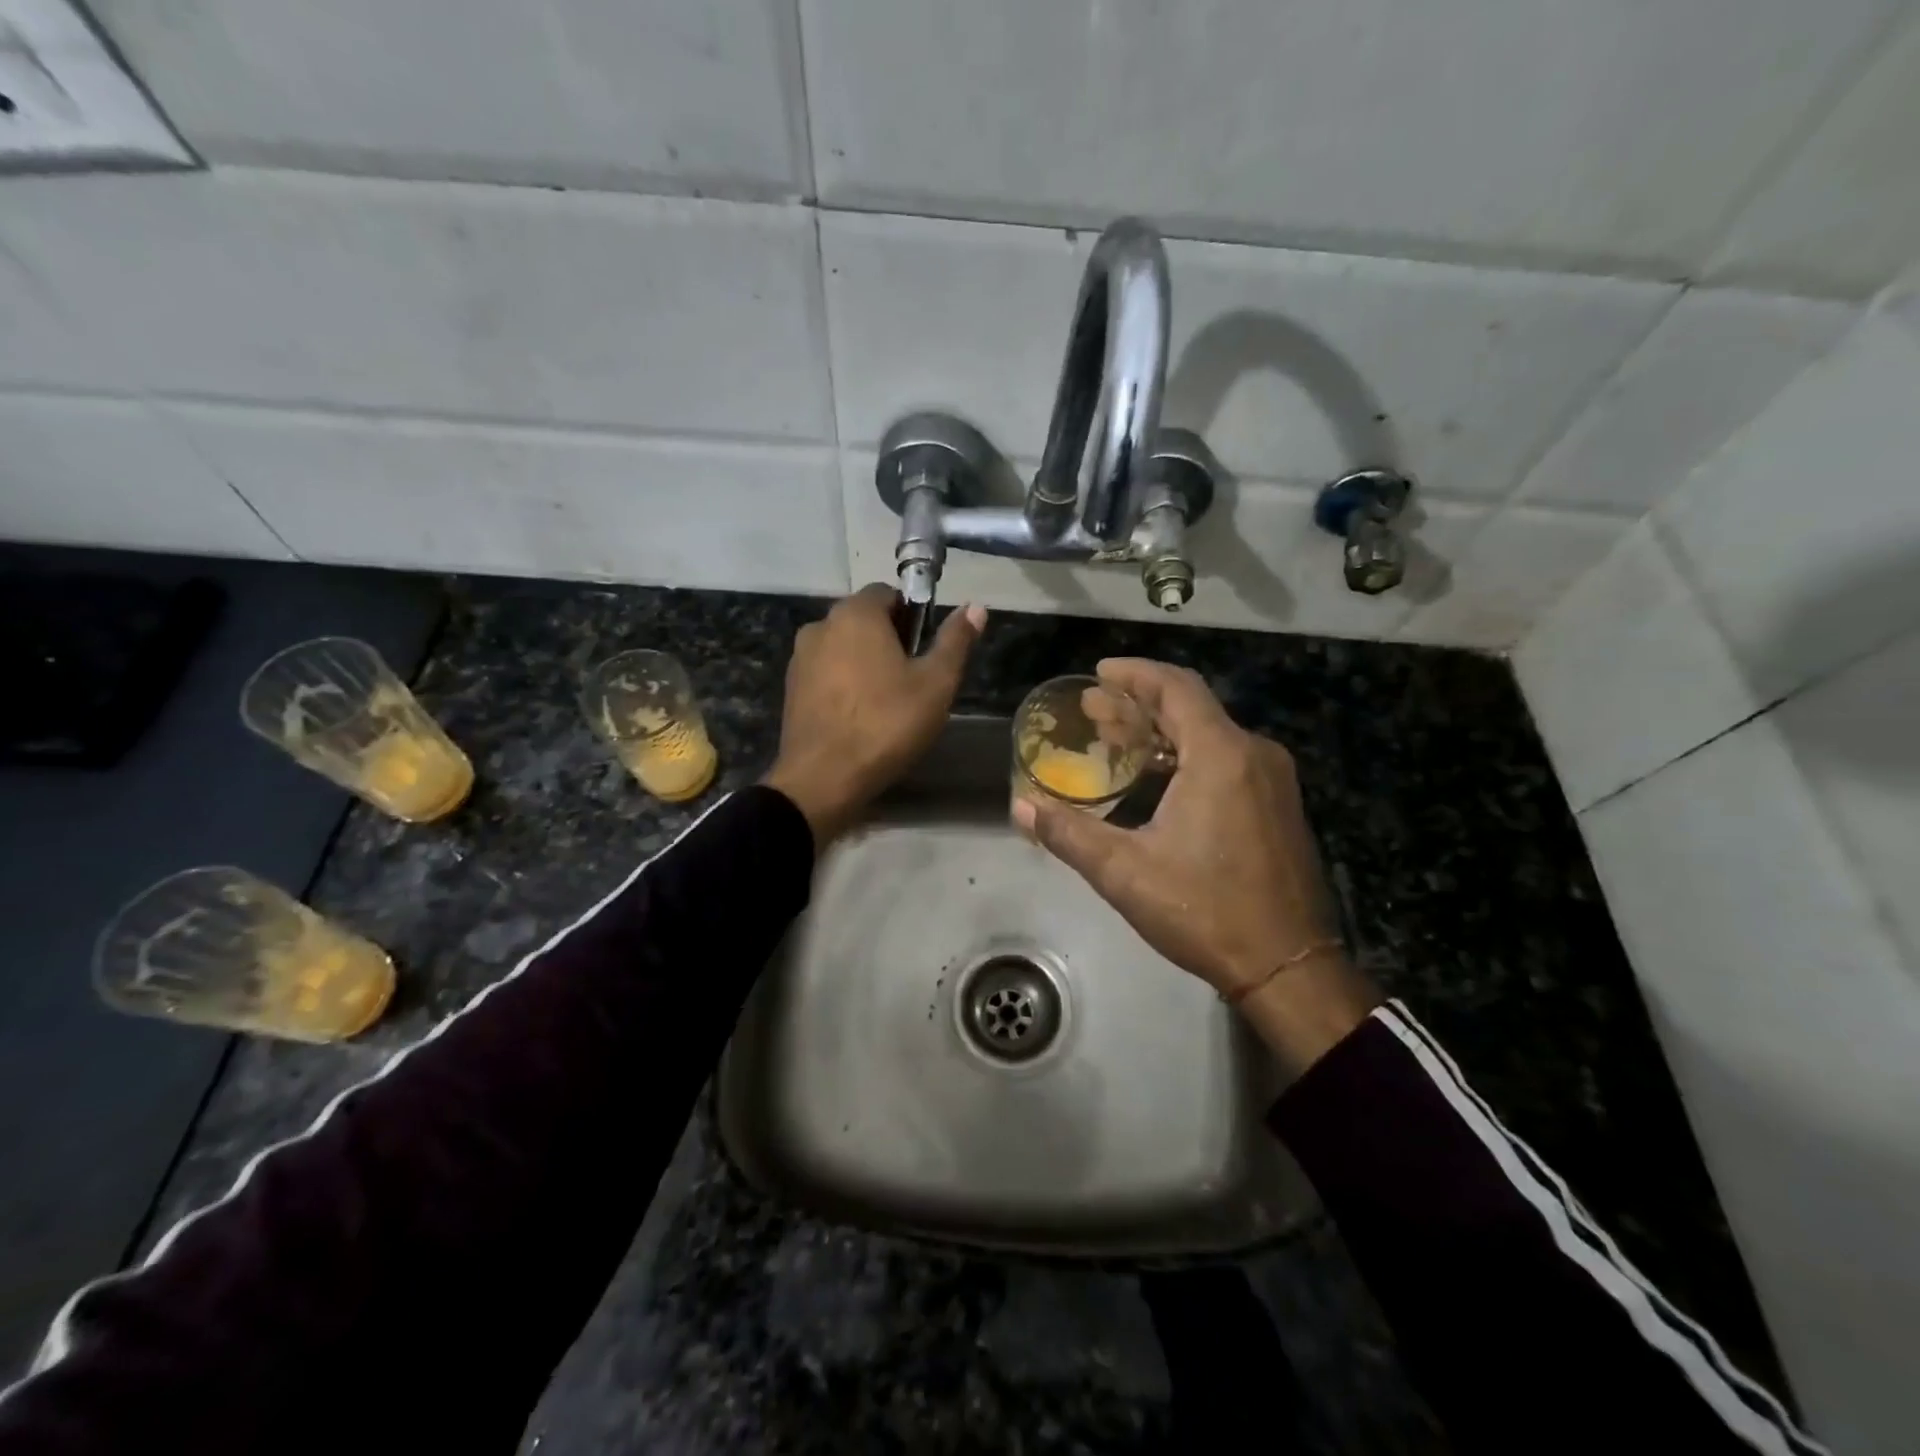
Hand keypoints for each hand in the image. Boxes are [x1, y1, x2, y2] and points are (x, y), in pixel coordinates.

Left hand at [763, 584, 985, 844]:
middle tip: (913, 680)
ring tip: (887, 702)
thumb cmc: (886, 724)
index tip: (926, 650)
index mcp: (856, 614)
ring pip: (843, 648)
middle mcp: (821, 625)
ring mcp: (800, 658)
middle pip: (863, 619)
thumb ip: (955, 641)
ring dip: (865, 662)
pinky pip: (826, 673)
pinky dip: (844, 684)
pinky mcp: (791, 689)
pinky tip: (859, 716)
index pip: (888, 593)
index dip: (913, 616)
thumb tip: (975, 607)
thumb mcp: (935, 684)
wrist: (823, 779)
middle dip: (889, 639)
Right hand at [1012, 659, 1379, 1074]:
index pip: (1176, 687)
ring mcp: (1273, 781)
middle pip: (1192, 708)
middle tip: (1093, 710)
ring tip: (1117, 740)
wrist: (1288, 966)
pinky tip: (1158, 778)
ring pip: (1211, 734)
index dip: (1134, 674)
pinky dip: (1188, 755)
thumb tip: (1021, 807)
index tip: (1098, 673)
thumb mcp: (1125, 872)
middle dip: (1139, 704)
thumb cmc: (1205, 911)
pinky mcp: (1279, 806)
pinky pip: (1228, 759)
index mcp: (1221, 755)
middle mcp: (1254, 754)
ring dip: (1163, 732)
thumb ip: (1069, 833)